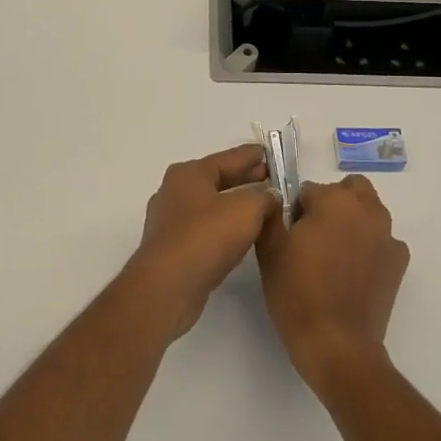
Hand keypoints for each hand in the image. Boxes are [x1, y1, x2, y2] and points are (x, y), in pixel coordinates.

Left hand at [126, 144, 279, 341]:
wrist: (168, 286)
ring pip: (211, 206)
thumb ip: (264, 197)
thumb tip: (270, 195)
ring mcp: (171, 222)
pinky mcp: (173, 250)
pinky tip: (242, 236)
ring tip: (263, 209)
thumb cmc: (206, 237)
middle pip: (217, 180)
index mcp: (189, 174)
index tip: (271, 154)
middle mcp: (175, 192)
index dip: (252, 156)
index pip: (228, 157)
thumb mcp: (246, 209)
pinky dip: (225, 228)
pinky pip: (205, 230)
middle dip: (245, 180)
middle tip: (273, 180)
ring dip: (236, 206)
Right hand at [256, 175, 408, 395]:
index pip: (309, 190)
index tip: (290, 235)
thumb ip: (270, 214)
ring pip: (370, 212)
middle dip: (334, 202)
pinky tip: (354, 272)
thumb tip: (275, 200)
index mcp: (333, 201)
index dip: (297, 211)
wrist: (337, 345)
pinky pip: (383, 241)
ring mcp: (387, 236)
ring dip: (354, 221)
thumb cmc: (297, 293)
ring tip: (334, 254)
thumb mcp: (269, 250)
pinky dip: (370, 247)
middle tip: (315, 234)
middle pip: (350, 190)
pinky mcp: (399, 263)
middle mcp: (366, 210)